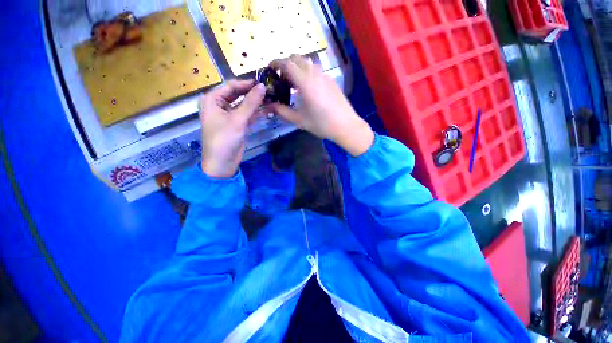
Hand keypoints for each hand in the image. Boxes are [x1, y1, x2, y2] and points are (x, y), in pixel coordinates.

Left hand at [199, 80, 265, 177]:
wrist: (222, 163)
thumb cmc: (224, 139)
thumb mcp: (238, 119)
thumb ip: (251, 102)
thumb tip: (262, 86)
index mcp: (213, 99)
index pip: (231, 86)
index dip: (247, 84)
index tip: (263, 82)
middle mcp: (220, 105)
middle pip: (238, 95)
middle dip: (253, 93)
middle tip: (269, 90)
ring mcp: (229, 115)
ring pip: (244, 105)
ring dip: (257, 103)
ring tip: (272, 99)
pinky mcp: (237, 125)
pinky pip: (247, 115)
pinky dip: (256, 113)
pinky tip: (268, 110)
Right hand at [268, 55, 373, 156]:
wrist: (345, 125)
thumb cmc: (321, 124)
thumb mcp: (299, 120)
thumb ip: (282, 111)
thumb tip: (269, 106)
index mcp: (305, 83)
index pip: (287, 63)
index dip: (276, 63)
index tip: (270, 69)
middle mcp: (315, 74)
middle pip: (297, 58)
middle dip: (286, 63)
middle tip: (281, 78)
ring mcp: (325, 76)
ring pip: (307, 63)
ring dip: (297, 67)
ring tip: (294, 84)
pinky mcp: (331, 80)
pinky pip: (316, 70)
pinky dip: (307, 72)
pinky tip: (307, 88)